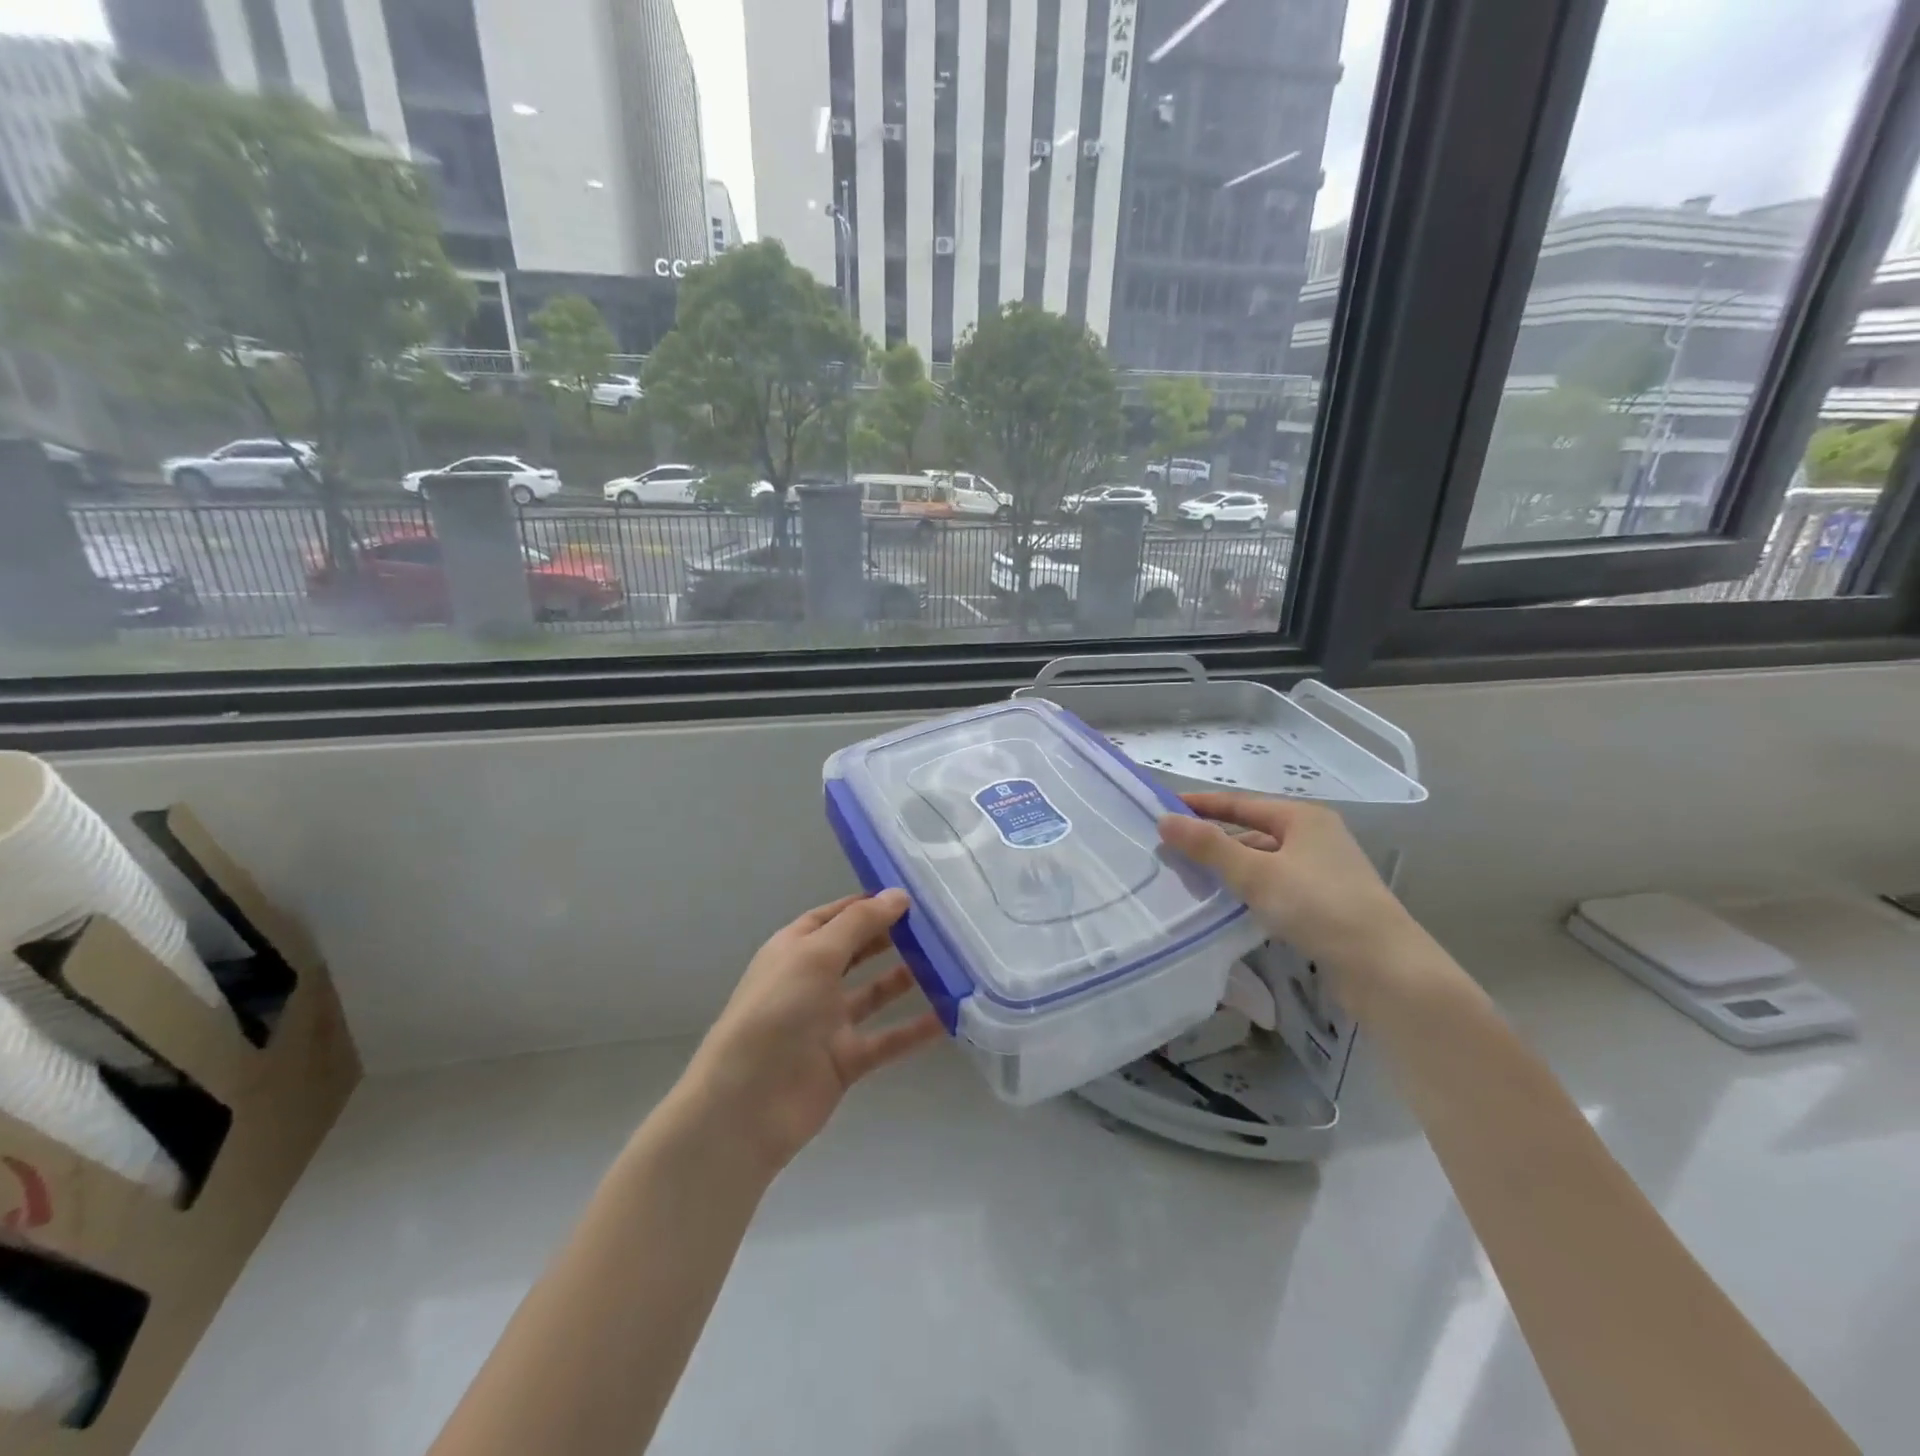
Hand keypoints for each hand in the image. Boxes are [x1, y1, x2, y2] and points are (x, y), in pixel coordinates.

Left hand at [679, 890, 943, 1175]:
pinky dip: (915, 1030)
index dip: (868, 904)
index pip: (835, 917)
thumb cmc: (776, 1013)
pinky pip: (887, 1039)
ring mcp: (828, 1022)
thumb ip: (858, 924)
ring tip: (948, 962)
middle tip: (936, 925)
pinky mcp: (845, 1060)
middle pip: (857, 951)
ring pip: (875, 994)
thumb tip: (898, 894)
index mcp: (795, 950)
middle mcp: (811, 981)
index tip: (910, 896)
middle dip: (891, 937)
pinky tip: (949, 1017)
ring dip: (907, 979)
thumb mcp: (815, 955)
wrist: (746, 1105)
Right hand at [1157, 791, 1415, 972]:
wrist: (1385, 969)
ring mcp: (1324, 872)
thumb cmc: (1318, 907)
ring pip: (1264, 862)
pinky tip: (1230, 907)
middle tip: (1172, 853)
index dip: (1201, 805)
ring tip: (1194, 882)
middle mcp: (1316, 838)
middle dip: (1213, 842)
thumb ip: (1208, 846)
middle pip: (1252, 832)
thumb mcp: (1256, 873)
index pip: (1240, 803)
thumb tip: (1164, 819)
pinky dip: (1250, 891)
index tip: (1163, 809)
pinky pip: (1276, 887)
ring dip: (1231, 869)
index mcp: (1303, 819)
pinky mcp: (1327, 904)